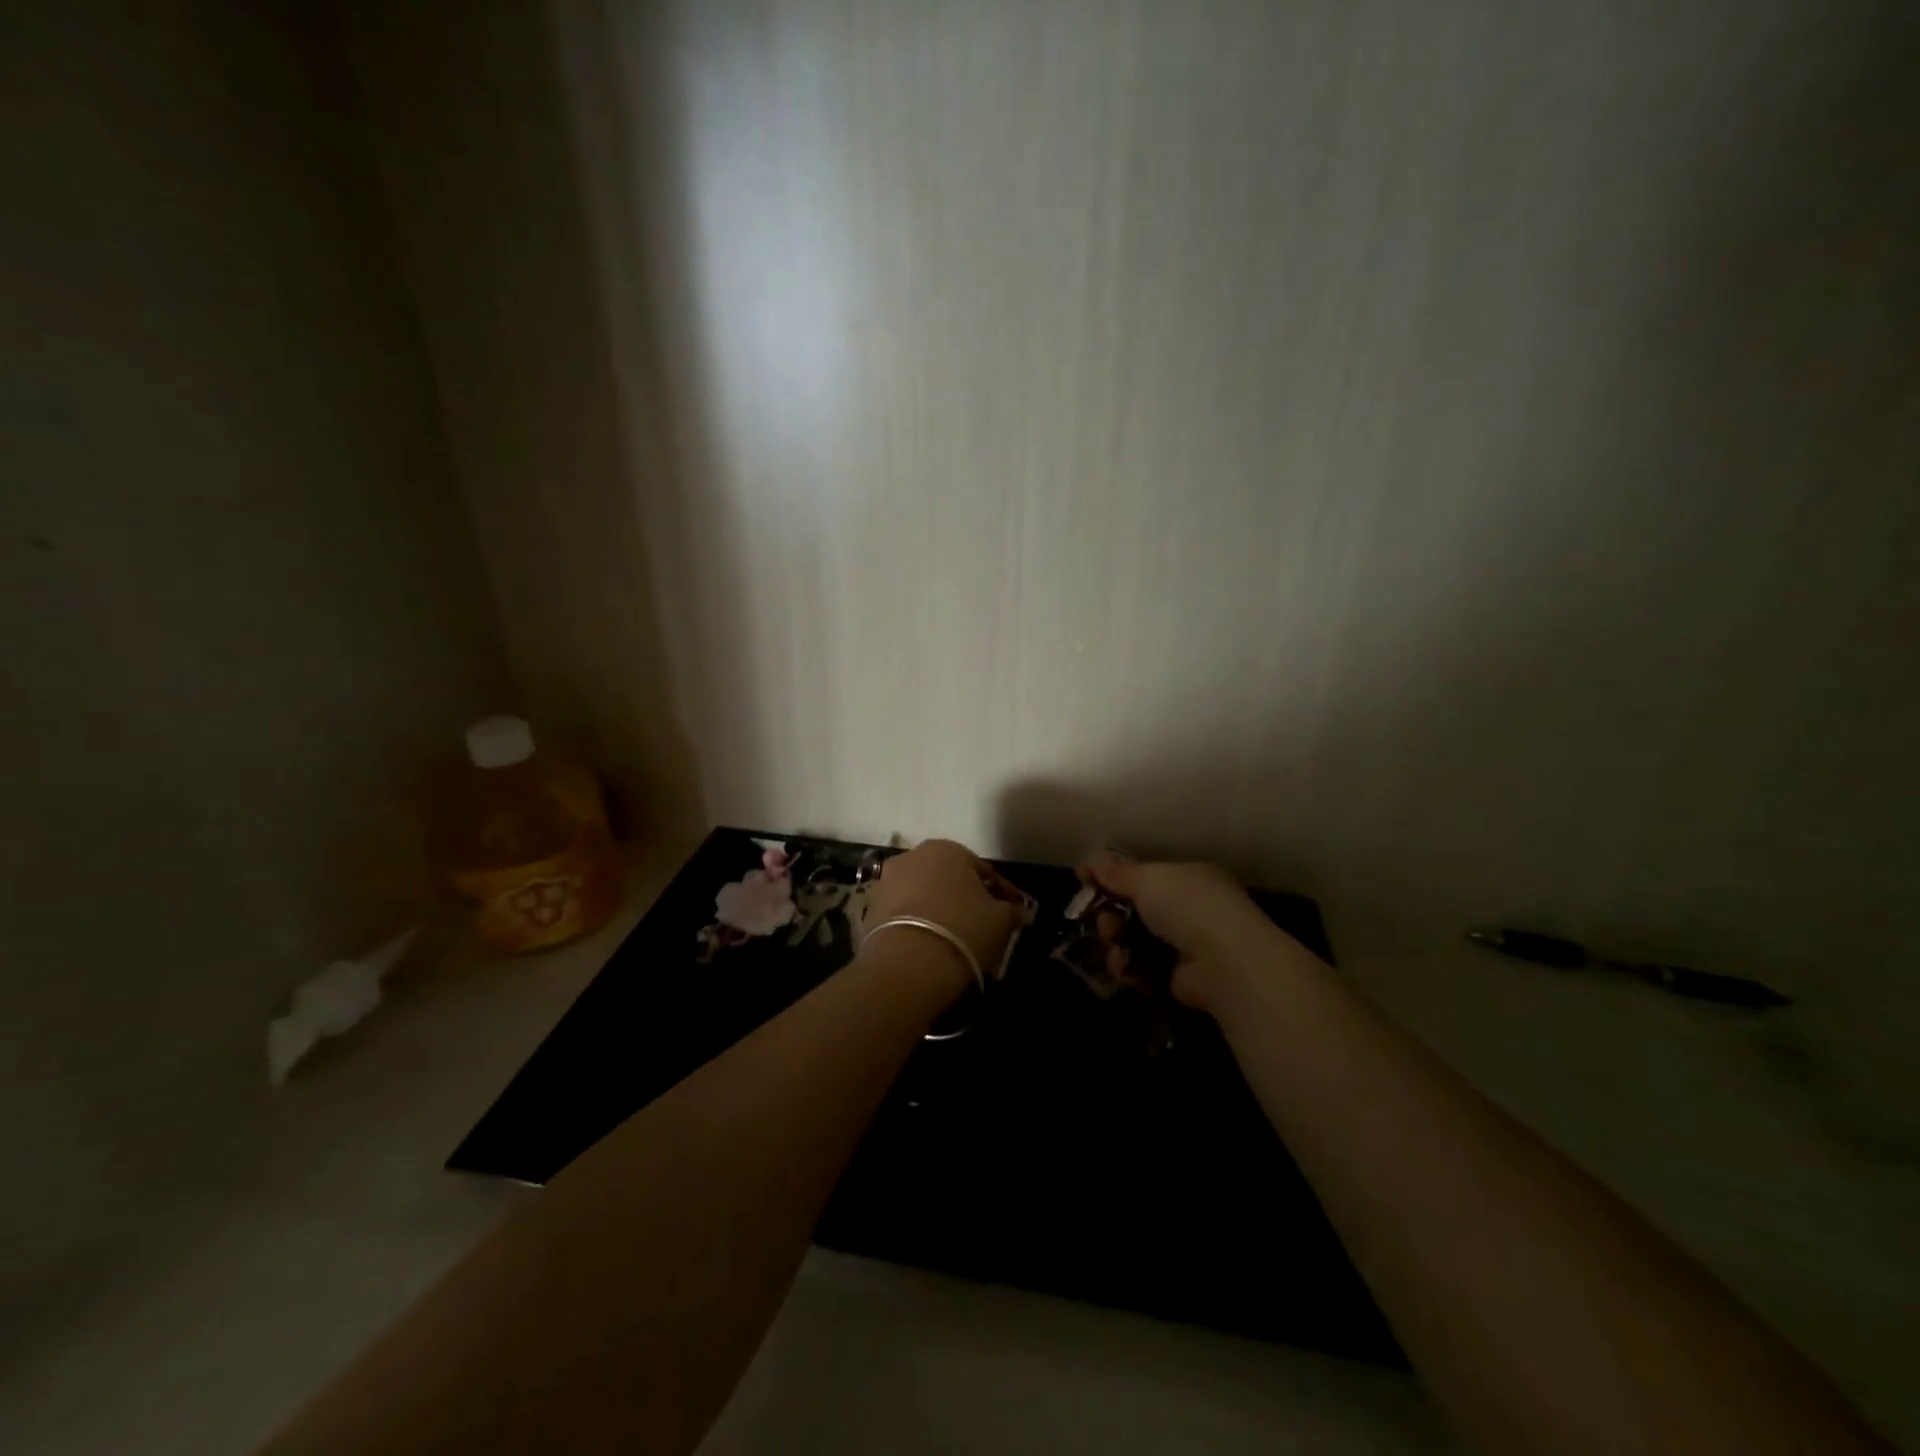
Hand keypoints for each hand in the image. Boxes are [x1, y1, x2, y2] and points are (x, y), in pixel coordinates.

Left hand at [863, 839, 1023, 996]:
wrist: (907, 964)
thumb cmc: (962, 929)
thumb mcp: (1000, 920)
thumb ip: (1011, 910)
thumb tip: (1016, 910)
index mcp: (947, 849)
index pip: (983, 870)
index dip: (1002, 893)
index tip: (1013, 911)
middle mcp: (913, 855)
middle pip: (948, 877)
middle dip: (965, 896)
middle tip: (982, 921)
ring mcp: (887, 880)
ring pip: (922, 893)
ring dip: (938, 907)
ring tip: (954, 935)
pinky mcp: (869, 908)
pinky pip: (902, 912)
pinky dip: (916, 922)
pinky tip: (928, 943)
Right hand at [1082, 852, 1319, 1014]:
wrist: (1226, 964)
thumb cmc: (1188, 907)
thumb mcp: (1148, 879)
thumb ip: (1116, 872)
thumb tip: (1090, 860)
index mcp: (1188, 877)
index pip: (1144, 874)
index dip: (1114, 879)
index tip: (1085, 882)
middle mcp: (1190, 908)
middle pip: (1135, 908)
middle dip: (1111, 915)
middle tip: (1104, 923)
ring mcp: (1187, 944)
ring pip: (1135, 939)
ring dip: (1117, 942)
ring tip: (1115, 946)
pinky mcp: (1180, 977)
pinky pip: (1143, 968)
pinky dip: (1130, 968)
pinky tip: (1125, 969)